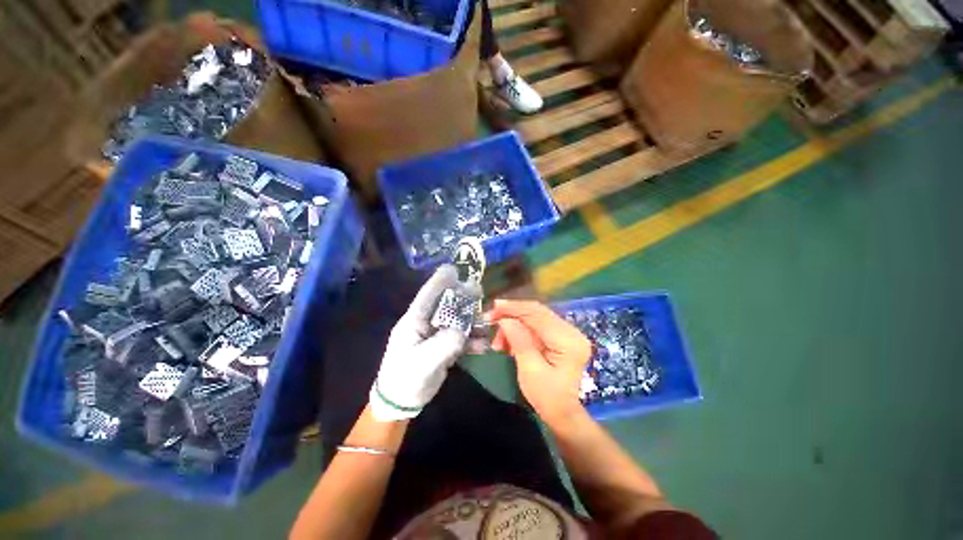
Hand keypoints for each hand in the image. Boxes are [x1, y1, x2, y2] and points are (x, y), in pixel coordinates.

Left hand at [369, 265, 480, 421]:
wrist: (402, 402)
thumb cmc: (406, 378)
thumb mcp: (424, 361)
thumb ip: (445, 344)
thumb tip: (463, 331)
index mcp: (414, 321)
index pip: (427, 296)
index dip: (439, 281)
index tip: (453, 269)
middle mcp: (426, 324)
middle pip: (446, 305)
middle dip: (463, 298)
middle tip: (478, 290)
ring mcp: (436, 335)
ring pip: (457, 321)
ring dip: (472, 322)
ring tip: (487, 324)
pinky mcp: (444, 347)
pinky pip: (461, 338)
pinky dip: (473, 341)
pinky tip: (484, 346)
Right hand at [487, 300, 592, 424]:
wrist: (563, 413)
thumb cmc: (547, 397)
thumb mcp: (530, 371)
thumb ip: (519, 341)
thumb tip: (505, 319)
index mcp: (568, 340)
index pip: (538, 315)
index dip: (515, 308)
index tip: (494, 307)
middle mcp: (571, 331)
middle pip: (537, 312)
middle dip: (512, 314)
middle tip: (491, 319)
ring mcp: (567, 332)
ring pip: (535, 317)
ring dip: (514, 324)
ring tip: (498, 342)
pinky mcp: (561, 336)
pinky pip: (537, 325)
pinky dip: (520, 330)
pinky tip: (508, 342)